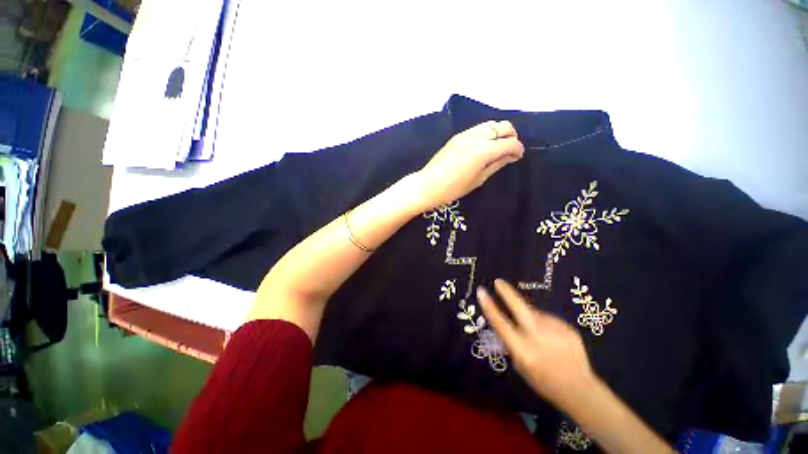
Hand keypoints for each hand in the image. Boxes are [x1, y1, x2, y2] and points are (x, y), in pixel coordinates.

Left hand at [414, 121, 523, 209]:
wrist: (428, 185)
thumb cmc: (454, 188)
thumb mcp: (479, 179)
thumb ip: (497, 164)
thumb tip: (511, 156)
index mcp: (484, 150)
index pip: (510, 142)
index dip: (518, 149)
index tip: (517, 157)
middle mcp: (476, 137)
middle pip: (503, 126)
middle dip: (511, 136)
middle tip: (509, 151)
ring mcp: (465, 134)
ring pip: (490, 124)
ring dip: (498, 133)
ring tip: (496, 148)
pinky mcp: (457, 136)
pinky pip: (478, 129)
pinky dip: (486, 134)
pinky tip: (483, 147)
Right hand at [477, 279, 594, 405]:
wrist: (580, 389)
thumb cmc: (543, 381)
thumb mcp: (520, 365)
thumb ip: (512, 343)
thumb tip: (506, 321)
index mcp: (523, 350)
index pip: (500, 323)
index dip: (489, 306)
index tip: (481, 291)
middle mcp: (538, 337)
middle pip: (519, 307)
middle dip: (507, 292)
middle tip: (498, 281)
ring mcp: (555, 331)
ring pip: (535, 314)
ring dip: (530, 317)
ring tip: (540, 335)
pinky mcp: (568, 328)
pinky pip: (549, 320)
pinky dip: (545, 325)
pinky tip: (553, 339)